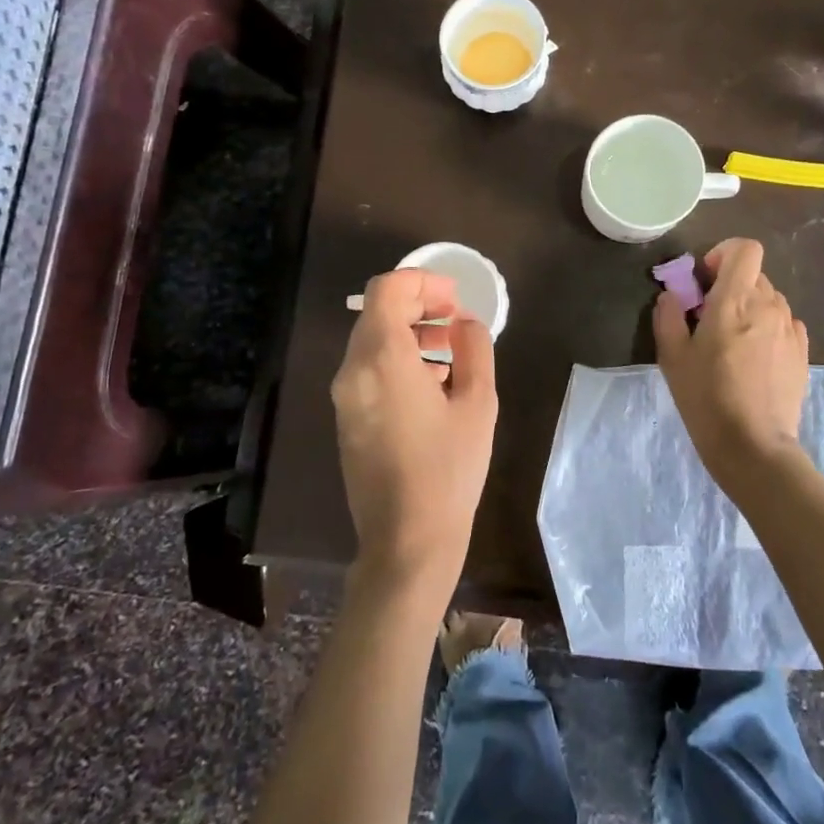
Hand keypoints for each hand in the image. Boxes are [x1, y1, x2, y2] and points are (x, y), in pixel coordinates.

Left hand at [331, 269, 498, 599]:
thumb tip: (464, 323)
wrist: (408, 540)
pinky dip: (398, 358)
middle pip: (379, 312)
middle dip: (420, 305)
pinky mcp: (347, 417)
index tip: (455, 300)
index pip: (388, 289)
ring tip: (451, 352)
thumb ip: (475, 348)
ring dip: (410, 332)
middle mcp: (353, 370)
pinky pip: (368, 368)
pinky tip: (433, 384)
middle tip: (458, 322)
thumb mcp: (479, 403)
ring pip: (372, 339)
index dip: (423, 282)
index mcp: (382, 359)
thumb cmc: (450, 469)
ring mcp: (345, 396)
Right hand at [654, 238, 810, 486]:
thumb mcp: (672, 357)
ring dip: (749, 309)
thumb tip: (672, 296)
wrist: (753, 445)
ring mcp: (790, 329)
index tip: (706, 279)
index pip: (745, 249)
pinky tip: (753, 359)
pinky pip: (783, 324)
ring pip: (770, 300)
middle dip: (731, 286)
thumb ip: (668, 316)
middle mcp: (769, 305)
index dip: (724, 254)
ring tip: (732, 343)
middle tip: (709, 318)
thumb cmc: (706, 397)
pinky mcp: (802, 352)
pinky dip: (767, 329)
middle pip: (754, 275)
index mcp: (735, 300)